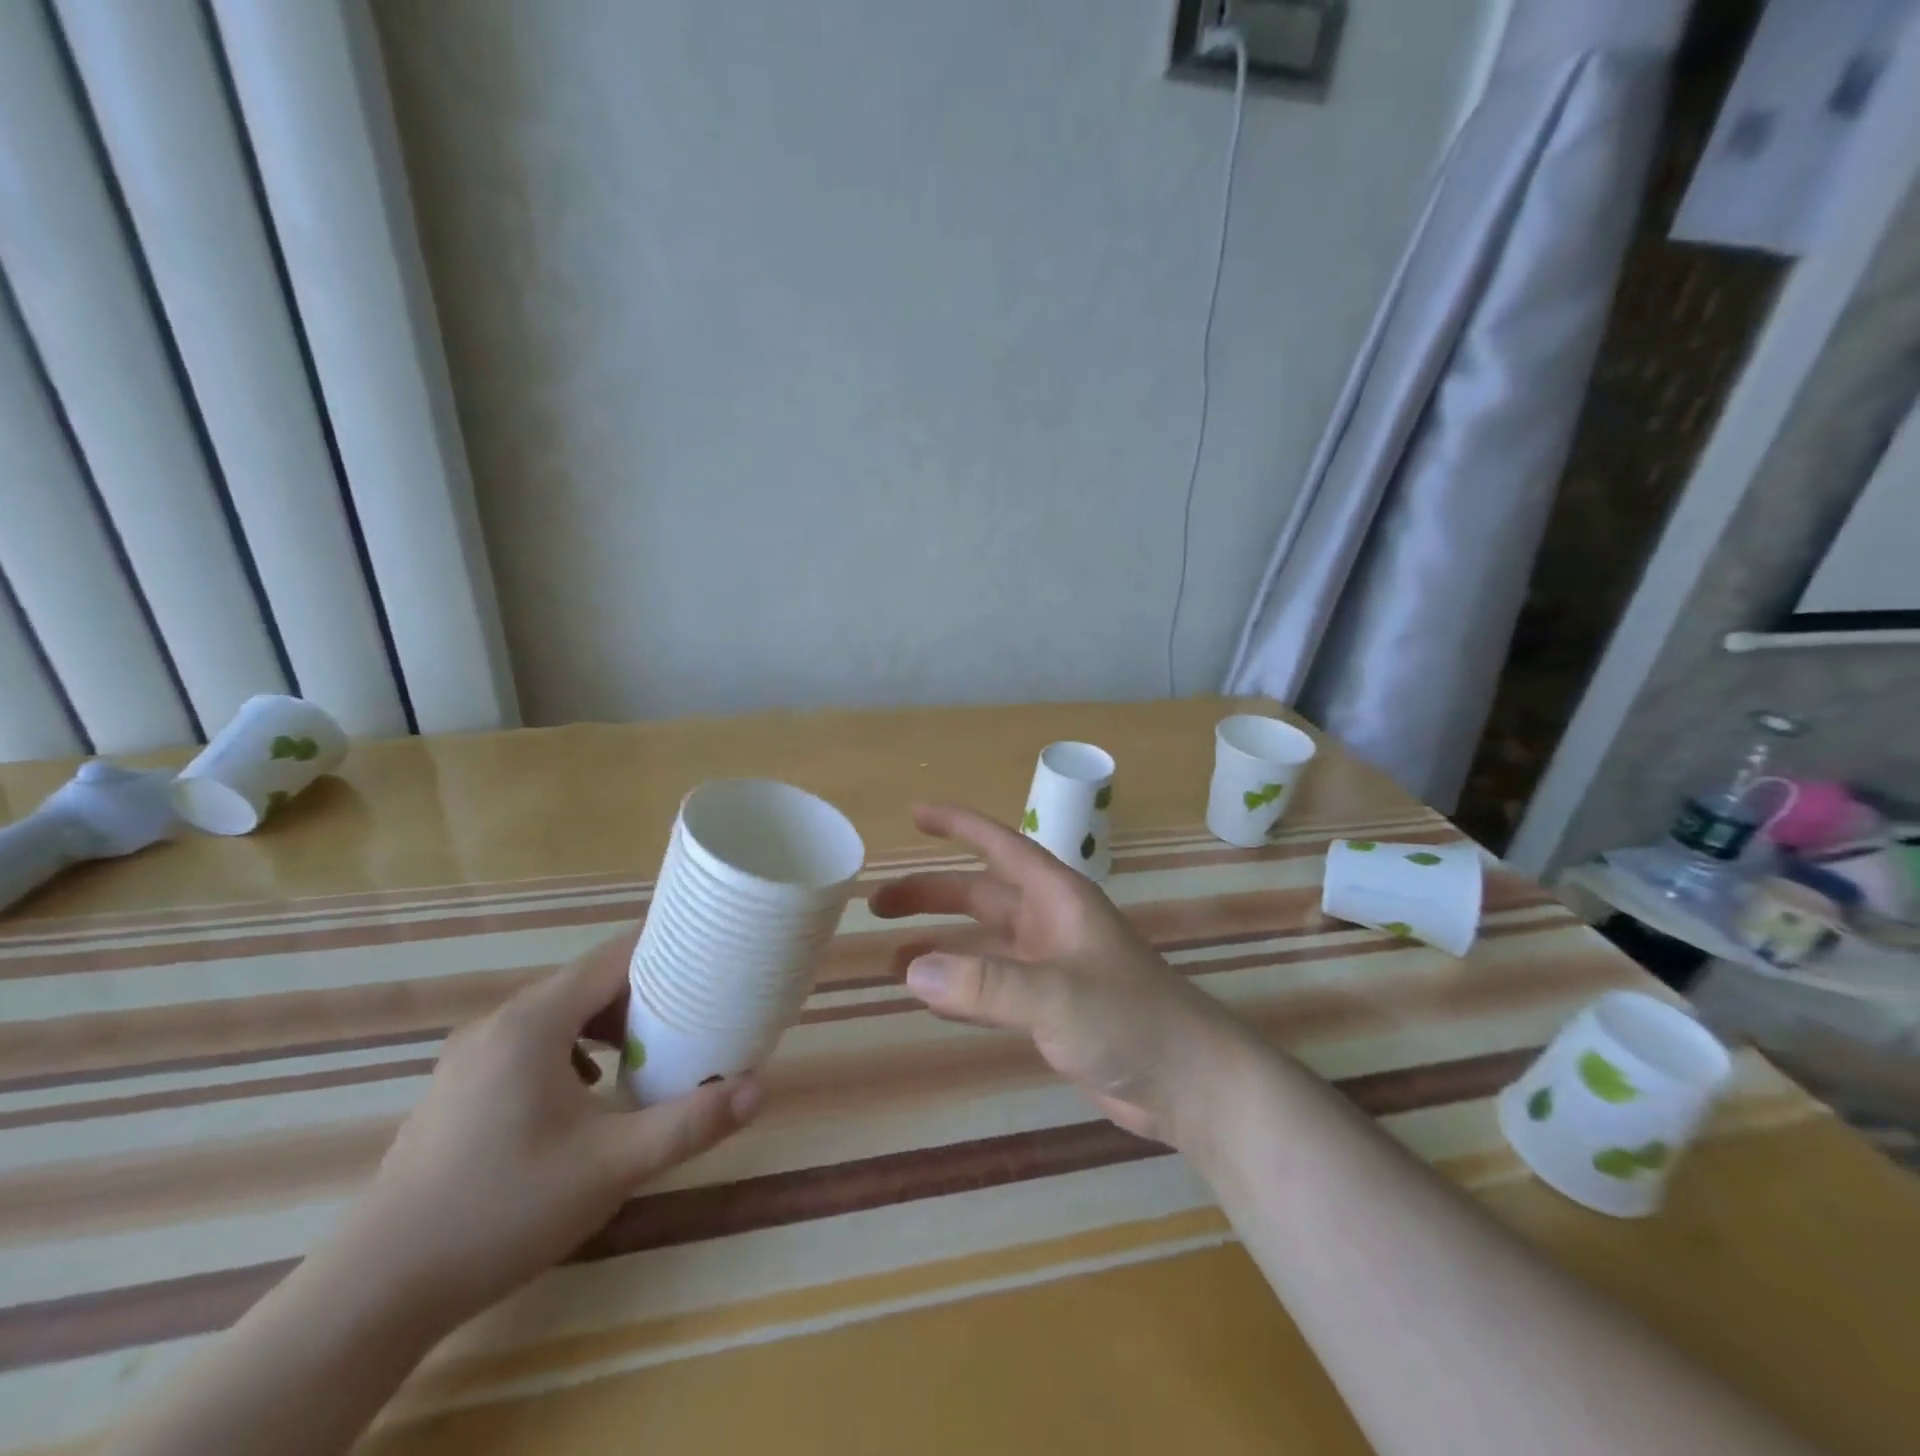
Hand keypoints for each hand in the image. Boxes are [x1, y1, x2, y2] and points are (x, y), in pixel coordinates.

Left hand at [337, 930, 763, 1325]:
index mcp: (534, 1021)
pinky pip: (531, 1044)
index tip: (710, 963)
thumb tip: (759, 1089)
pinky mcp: (460, 1086)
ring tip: (646, 1055)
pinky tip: (587, 1094)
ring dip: (608, 1025)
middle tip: (691, 1019)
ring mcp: (471, 1054)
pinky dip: (572, 1050)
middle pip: (589, 983)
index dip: (667, 953)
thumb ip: (689, 1122)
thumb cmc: (504, 1209)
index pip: (615, 957)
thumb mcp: (612, 1166)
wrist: (377, 1291)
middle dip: (644, 995)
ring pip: (559, 1014)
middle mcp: (500, 1022)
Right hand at [870, 803, 1255, 1145]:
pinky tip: (930, 998)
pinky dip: (960, 987)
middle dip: (930, 895)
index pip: (999, 846)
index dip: (958, 825)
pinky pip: (992, 986)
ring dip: (940, 945)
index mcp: (1057, 898)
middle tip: (876, 905)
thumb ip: (984, 984)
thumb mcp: (1056, 996)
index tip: (914, 815)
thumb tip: (910, 970)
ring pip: (982, 943)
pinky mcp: (1051, 1008)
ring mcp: (1050, 966)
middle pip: (980, 895)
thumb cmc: (1130, 1020)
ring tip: (891, 958)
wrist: (1189, 1083)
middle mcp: (1050, 923)